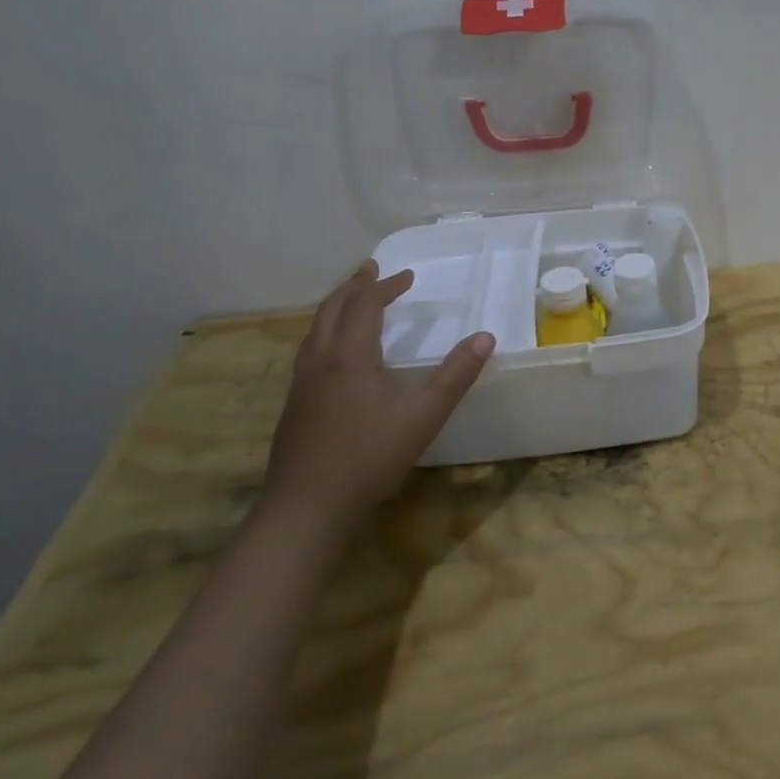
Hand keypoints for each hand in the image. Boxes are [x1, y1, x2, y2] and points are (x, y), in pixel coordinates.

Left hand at [263, 261, 494, 535]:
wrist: (307, 508)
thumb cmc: (369, 456)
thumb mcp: (424, 415)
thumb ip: (456, 375)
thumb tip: (485, 337)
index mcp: (349, 356)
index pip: (364, 306)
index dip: (384, 287)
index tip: (407, 278)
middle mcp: (320, 362)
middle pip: (331, 310)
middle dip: (352, 287)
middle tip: (369, 271)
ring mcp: (301, 386)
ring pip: (314, 332)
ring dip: (335, 309)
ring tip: (350, 303)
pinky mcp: (294, 409)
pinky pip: (308, 354)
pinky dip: (325, 335)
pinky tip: (335, 358)